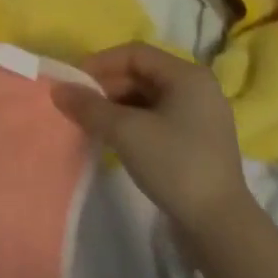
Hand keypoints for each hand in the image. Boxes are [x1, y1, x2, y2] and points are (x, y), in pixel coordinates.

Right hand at [51, 42, 250, 231]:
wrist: (219, 224)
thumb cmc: (174, 164)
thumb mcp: (125, 131)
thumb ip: (89, 106)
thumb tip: (58, 89)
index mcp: (187, 76)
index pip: (135, 53)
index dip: (100, 63)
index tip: (74, 84)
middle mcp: (197, 88)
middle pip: (142, 74)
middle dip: (106, 86)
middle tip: (79, 106)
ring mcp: (200, 116)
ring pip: (147, 98)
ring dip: (116, 106)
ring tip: (92, 124)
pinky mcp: (197, 141)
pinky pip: (157, 118)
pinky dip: (132, 122)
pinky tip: (114, 139)